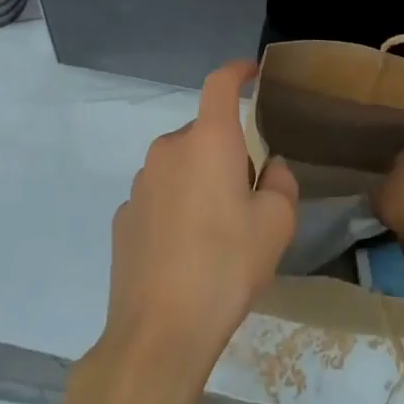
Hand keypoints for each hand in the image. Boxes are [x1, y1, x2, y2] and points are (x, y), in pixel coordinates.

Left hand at [100, 61, 298, 384]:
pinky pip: (158, 196)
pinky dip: (174, 208)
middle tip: (245, 197)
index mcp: (208, 140)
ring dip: (198, 181)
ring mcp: (140, 182)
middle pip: (203, 133)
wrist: (160, 333)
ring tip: (215, 233)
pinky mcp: (123, 216)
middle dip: (225, 152)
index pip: (220, 83)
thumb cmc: (226, 267)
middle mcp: (169, 149)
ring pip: (179, 166)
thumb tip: (270, 169)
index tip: (251, 72)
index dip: (237, 71)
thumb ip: (281, 183)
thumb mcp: (276, 225)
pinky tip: (183, 252)